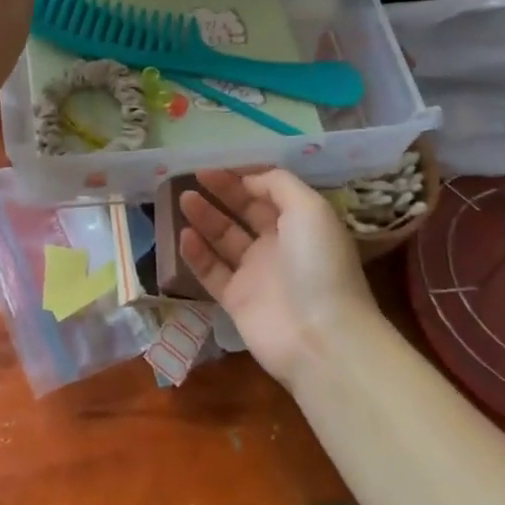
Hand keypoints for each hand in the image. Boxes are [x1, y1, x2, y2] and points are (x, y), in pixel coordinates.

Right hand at [178, 167, 378, 388]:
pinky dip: (197, 253)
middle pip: (244, 213)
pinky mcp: (236, 301)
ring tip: (184, 199)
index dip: (243, 178)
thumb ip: (278, 184)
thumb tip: (247, 180)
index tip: (216, 166)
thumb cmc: (319, 264)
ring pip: (224, 240)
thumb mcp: (310, 208)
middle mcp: (278, 247)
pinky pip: (211, 271)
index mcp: (300, 224)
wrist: (321, 337)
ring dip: (205, 218)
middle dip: (221, 193)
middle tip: (194, 177)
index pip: (267, 194)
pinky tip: (184, 235)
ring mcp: (256, 275)